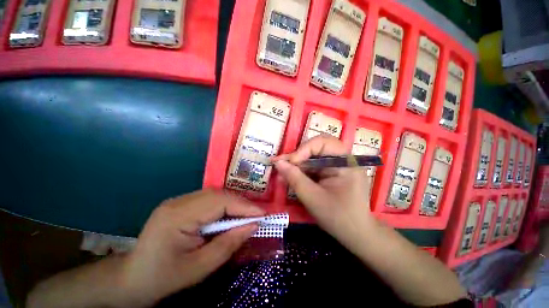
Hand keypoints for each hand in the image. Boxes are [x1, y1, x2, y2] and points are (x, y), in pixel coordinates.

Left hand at [120, 189, 264, 306]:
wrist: (132, 279)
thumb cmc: (164, 278)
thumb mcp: (200, 268)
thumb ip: (229, 244)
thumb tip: (253, 225)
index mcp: (177, 216)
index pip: (219, 202)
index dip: (244, 206)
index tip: (262, 213)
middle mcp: (178, 201)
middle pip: (218, 194)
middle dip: (241, 204)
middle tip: (257, 214)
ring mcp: (178, 200)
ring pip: (215, 194)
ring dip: (233, 203)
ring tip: (247, 215)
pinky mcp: (181, 204)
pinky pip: (209, 199)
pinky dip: (224, 206)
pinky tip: (229, 215)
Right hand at [273, 135, 373, 245]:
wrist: (356, 234)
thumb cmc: (338, 218)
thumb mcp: (313, 198)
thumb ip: (295, 179)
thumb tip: (278, 163)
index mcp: (346, 162)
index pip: (323, 142)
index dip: (303, 149)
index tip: (289, 163)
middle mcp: (343, 159)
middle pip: (317, 147)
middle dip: (298, 156)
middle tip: (282, 165)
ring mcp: (337, 166)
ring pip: (313, 156)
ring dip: (298, 164)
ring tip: (283, 172)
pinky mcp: (331, 172)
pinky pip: (314, 166)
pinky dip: (302, 171)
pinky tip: (292, 177)